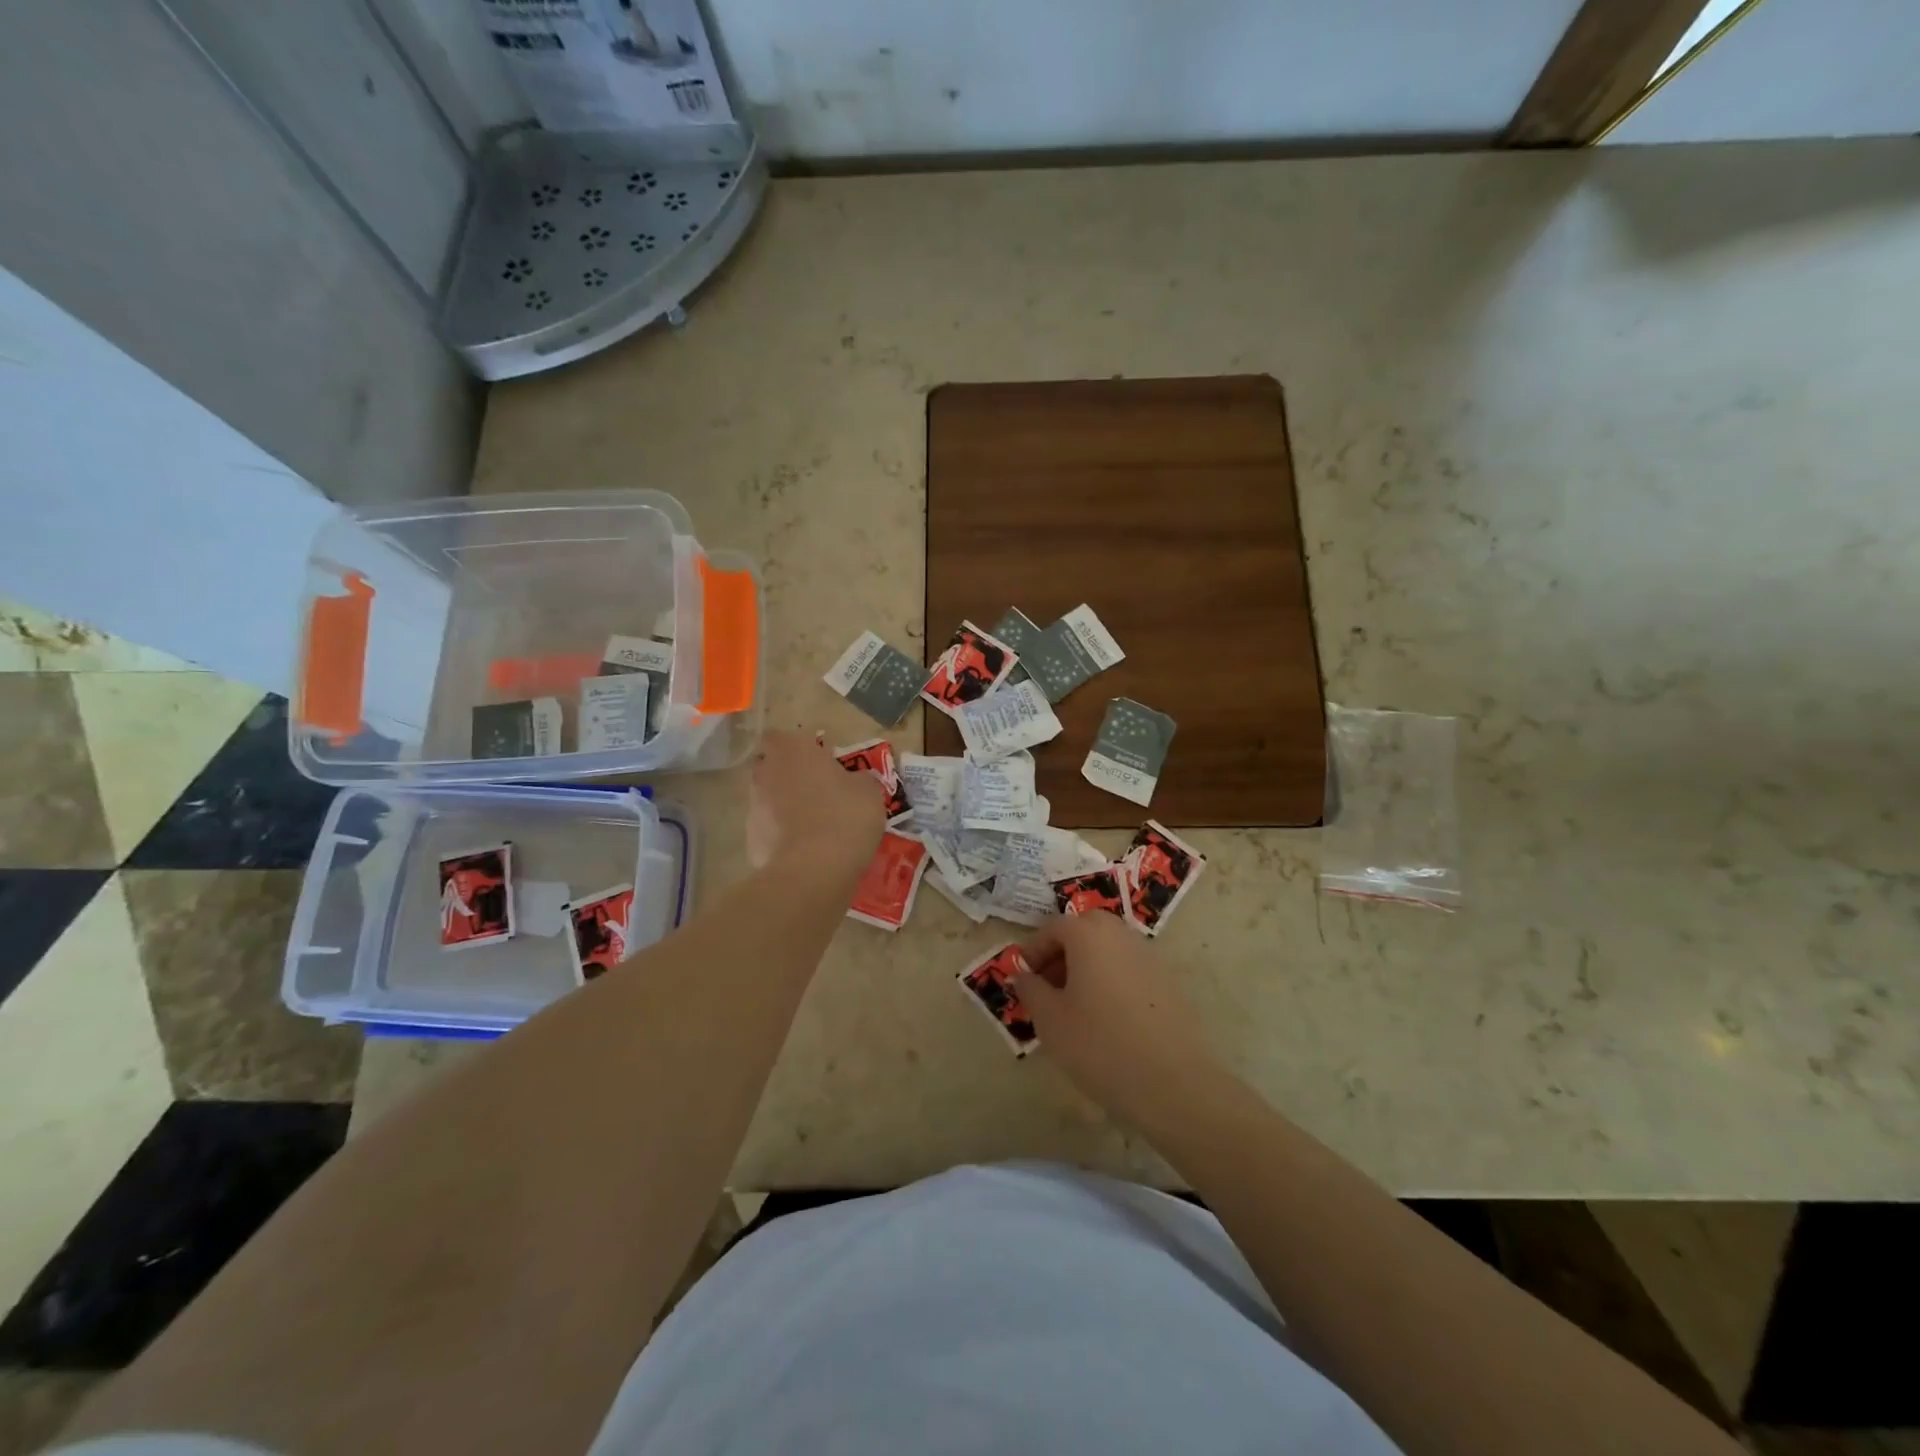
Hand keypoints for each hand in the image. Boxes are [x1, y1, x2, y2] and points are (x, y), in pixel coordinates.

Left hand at [747, 729, 885, 875]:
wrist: (813, 871)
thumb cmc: (844, 817)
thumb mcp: (869, 792)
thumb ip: (858, 779)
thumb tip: (855, 781)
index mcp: (791, 750)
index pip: (781, 736)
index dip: (798, 747)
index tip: (819, 760)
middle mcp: (765, 773)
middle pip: (772, 767)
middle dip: (790, 776)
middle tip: (820, 791)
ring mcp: (753, 808)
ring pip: (769, 799)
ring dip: (786, 807)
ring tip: (816, 826)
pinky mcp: (751, 841)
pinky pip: (770, 831)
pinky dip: (783, 837)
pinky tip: (807, 851)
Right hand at [1014, 912, 1223, 1128]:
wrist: (1172, 1083)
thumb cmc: (1099, 1044)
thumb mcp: (1050, 1019)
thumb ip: (1030, 989)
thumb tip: (1023, 975)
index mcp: (1089, 933)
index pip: (1052, 928)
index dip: (1032, 952)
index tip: (1023, 981)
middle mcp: (1121, 933)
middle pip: (1083, 931)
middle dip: (1061, 955)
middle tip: (1047, 990)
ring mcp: (1149, 956)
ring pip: (1108, 950)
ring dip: (1086, 968)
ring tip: (1074, 1008)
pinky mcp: (1168, 981)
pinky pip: (1128, 969)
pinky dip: (1110, 981)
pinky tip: (1106, 1020)